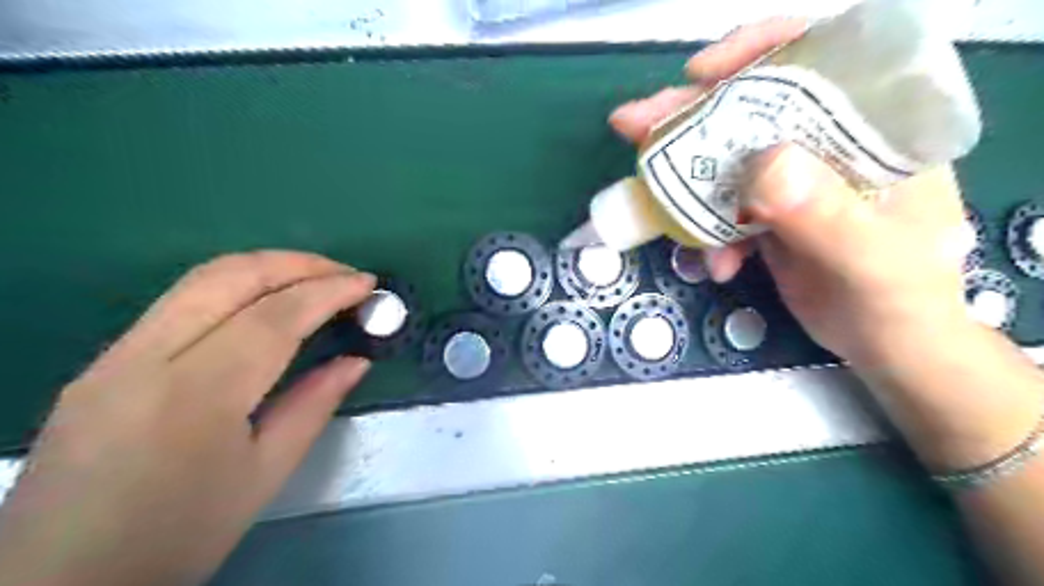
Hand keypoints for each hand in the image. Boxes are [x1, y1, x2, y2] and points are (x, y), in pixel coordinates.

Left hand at [1, 250, 374, 585]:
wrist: (59, 585)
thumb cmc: (180, 536)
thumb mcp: (265, 475)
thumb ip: (315, 405)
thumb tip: (358, 360)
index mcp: (195, 396)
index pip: (273, 317)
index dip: (328, 292)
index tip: (369, 283)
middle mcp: (145, 359)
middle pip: (230, 277)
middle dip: (298, 264)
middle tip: (346, 274)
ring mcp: (114, 355)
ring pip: (200, 279)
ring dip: (267, 268)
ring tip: (315, 278)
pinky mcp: (103, 361)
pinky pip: (180, 301)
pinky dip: (236, 286)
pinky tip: (265, 303)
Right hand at [613, 18, 970, 365]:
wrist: (886, 344)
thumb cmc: (900, 300)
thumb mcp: (870, 261)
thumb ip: (824, 214)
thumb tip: (762, 166)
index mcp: (874, 129)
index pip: (820, 58)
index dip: (756, 51)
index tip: (699, 74)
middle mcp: (829, 143)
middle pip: (752, 106)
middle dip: (690, 116)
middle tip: (633, 125)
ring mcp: (794, 178)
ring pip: (727, 156)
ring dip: (685, 180)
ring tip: (655, 205)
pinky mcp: (769, 211)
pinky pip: (722, 205)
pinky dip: (706, 231)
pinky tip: (716, 264)